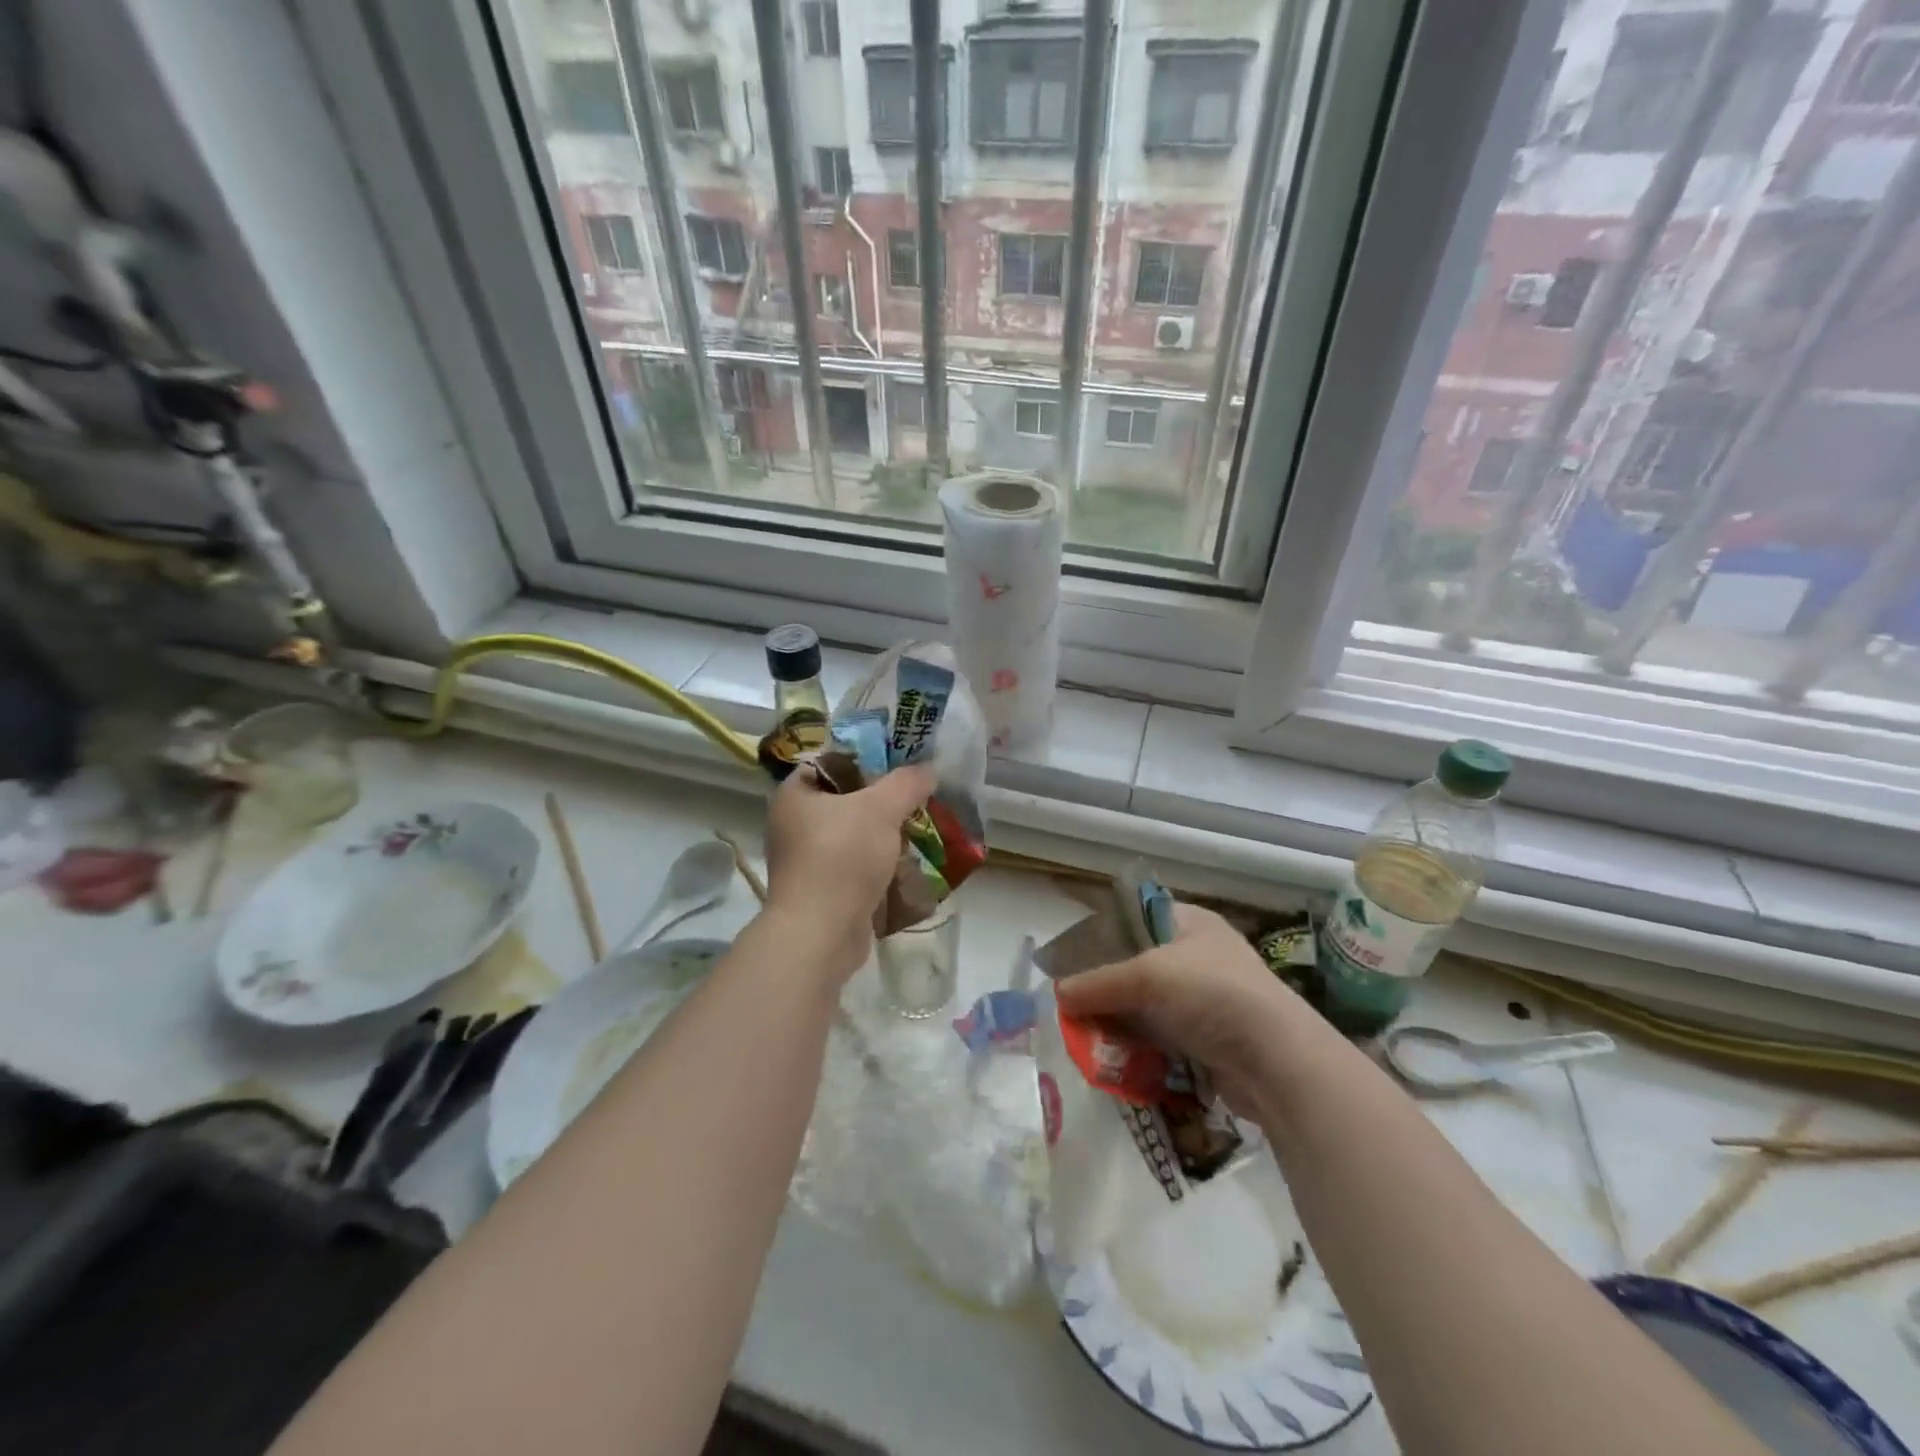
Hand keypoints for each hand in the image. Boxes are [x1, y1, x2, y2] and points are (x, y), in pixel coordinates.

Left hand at [764, 763, 937, 981]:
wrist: (822, 933)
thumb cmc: (843, 856)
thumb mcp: (881, 808)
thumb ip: (907, 783)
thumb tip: (928, 770)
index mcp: (794, 795)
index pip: (832, 762)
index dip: (867, 759)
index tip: (901, 765)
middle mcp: (793, 824)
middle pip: (847, 800)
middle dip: (884, 802)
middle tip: (916, 799)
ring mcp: (806, 860)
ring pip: (854, 836)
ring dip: (885, 836)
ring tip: (918, 830)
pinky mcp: (821, 891)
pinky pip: (855, 867)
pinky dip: (879, 866)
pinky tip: (906, 866)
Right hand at [1055, 902, 1313, 1118]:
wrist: (1278, 1062)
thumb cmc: (1212, 994)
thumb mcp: (1145, 976)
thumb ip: (1096, 983)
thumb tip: (1057, 995)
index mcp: (1190, 922)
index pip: (1135, 918)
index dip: (1102, 935)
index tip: (1070, 959)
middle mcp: (1198, 956)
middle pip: (1136, 965)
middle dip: (1105, 987)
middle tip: (1072, 1005)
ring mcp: (1206, 999)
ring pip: (1146, 1005)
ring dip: (1118, 1021)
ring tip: (1086, 1036)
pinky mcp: (1209, 1040)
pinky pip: (1161, 1038)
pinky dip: (1138, 1047)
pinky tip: (1114, 1058)